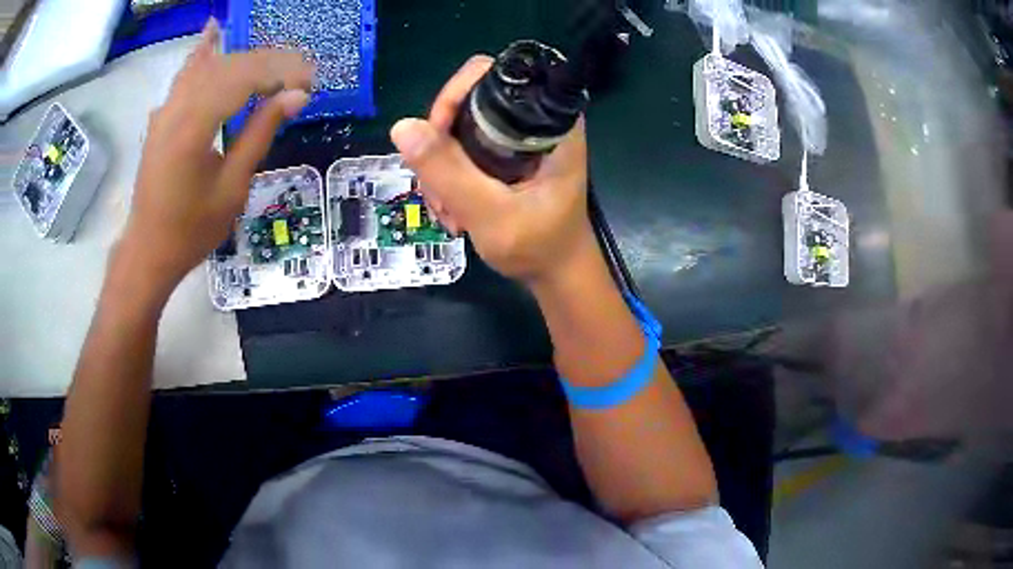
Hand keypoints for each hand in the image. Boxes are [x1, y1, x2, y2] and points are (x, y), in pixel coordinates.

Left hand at [121, 19, 312, 293]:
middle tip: (302, 72)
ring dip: (245, 59)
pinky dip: (202, 53)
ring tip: (277, 61)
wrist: (148, 250)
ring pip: (209, 66)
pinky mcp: (162, 116)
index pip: (244, 79)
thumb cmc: (191, 230)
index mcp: (193, 128)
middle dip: (270, 63)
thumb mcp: (232, 188)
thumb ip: (260, 133)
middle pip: (229, 66)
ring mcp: (165, 110)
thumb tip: (297, 96)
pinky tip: (212, 33)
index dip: (281, 73)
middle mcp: (177, 108)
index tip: (310, 81)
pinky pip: (185, 75)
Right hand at [390, 56, 594, 283]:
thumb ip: (448, 171)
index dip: (455, 97)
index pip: (491, 75)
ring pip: (459, 129)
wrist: (556, 274)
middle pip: (468, 102)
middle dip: (441, 143)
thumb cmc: (538, 247)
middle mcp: (533, 121)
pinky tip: (453, 211)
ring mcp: (516, 139)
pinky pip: (462, 149)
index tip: (436, 137)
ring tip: (448, 212)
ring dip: (441, 167)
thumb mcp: (490, 214)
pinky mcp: (505, 156)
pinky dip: (449, 177)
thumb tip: (402, 127)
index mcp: (549, 122)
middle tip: (438, 188)